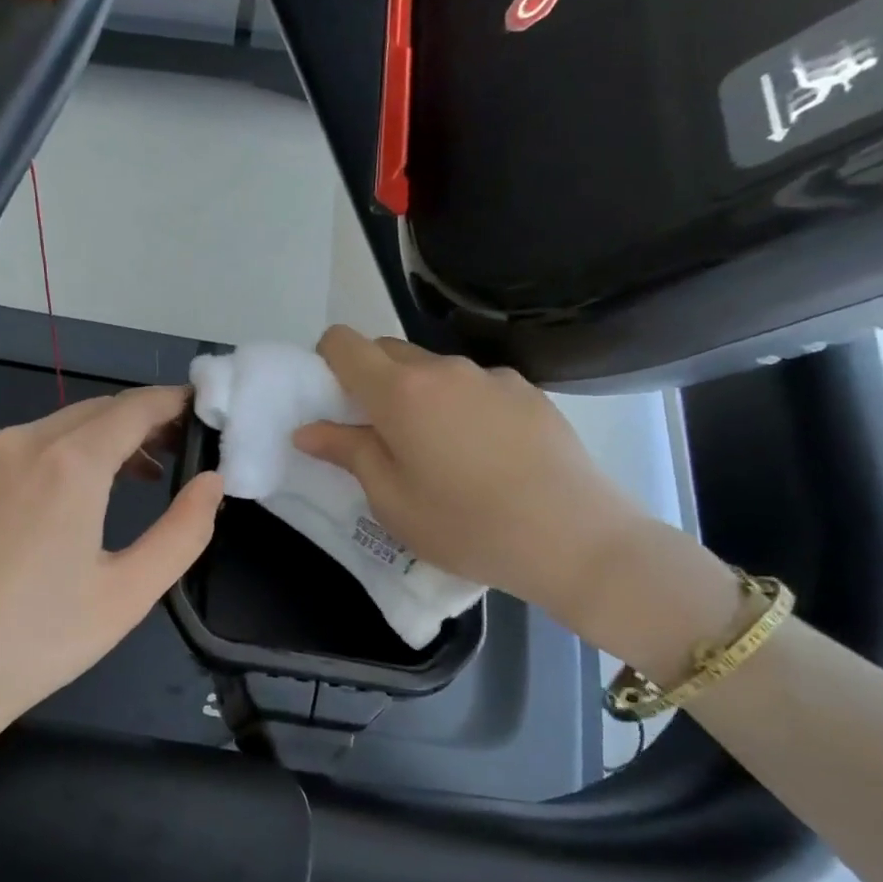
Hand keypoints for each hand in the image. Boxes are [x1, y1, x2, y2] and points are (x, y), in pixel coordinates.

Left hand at [0, 386, 223, 759]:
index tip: (207, 409)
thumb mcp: (127, 594)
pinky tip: (76, 496)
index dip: (175, 402)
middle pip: (98, 411)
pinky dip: (66, 454)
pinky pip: (27, 449)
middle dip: (144, 420)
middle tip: (181, 449)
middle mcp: (23, 443)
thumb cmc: (36, 641)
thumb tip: (212, 482)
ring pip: (60, 427)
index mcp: (68, 463)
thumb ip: (183, 531)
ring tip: (141, 475)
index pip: (136, 407)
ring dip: (105, 438)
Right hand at [292, 328, 675, 639]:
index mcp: (400, 392)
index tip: (333, 402)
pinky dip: (462, 406)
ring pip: (434, 370)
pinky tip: (485, 455)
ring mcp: (491, 376)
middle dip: (371, 381)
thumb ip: (347, 453)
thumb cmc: (466, 525)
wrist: (574, 538)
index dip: (326, 362)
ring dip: (419, 395)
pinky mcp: (528, 391)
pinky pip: (475, 386)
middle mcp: (444, 369)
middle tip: (379, 435)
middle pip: (388, 351)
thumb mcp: (391, 500)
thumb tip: (308, 430)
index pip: (343, 343)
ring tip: (439, 453)